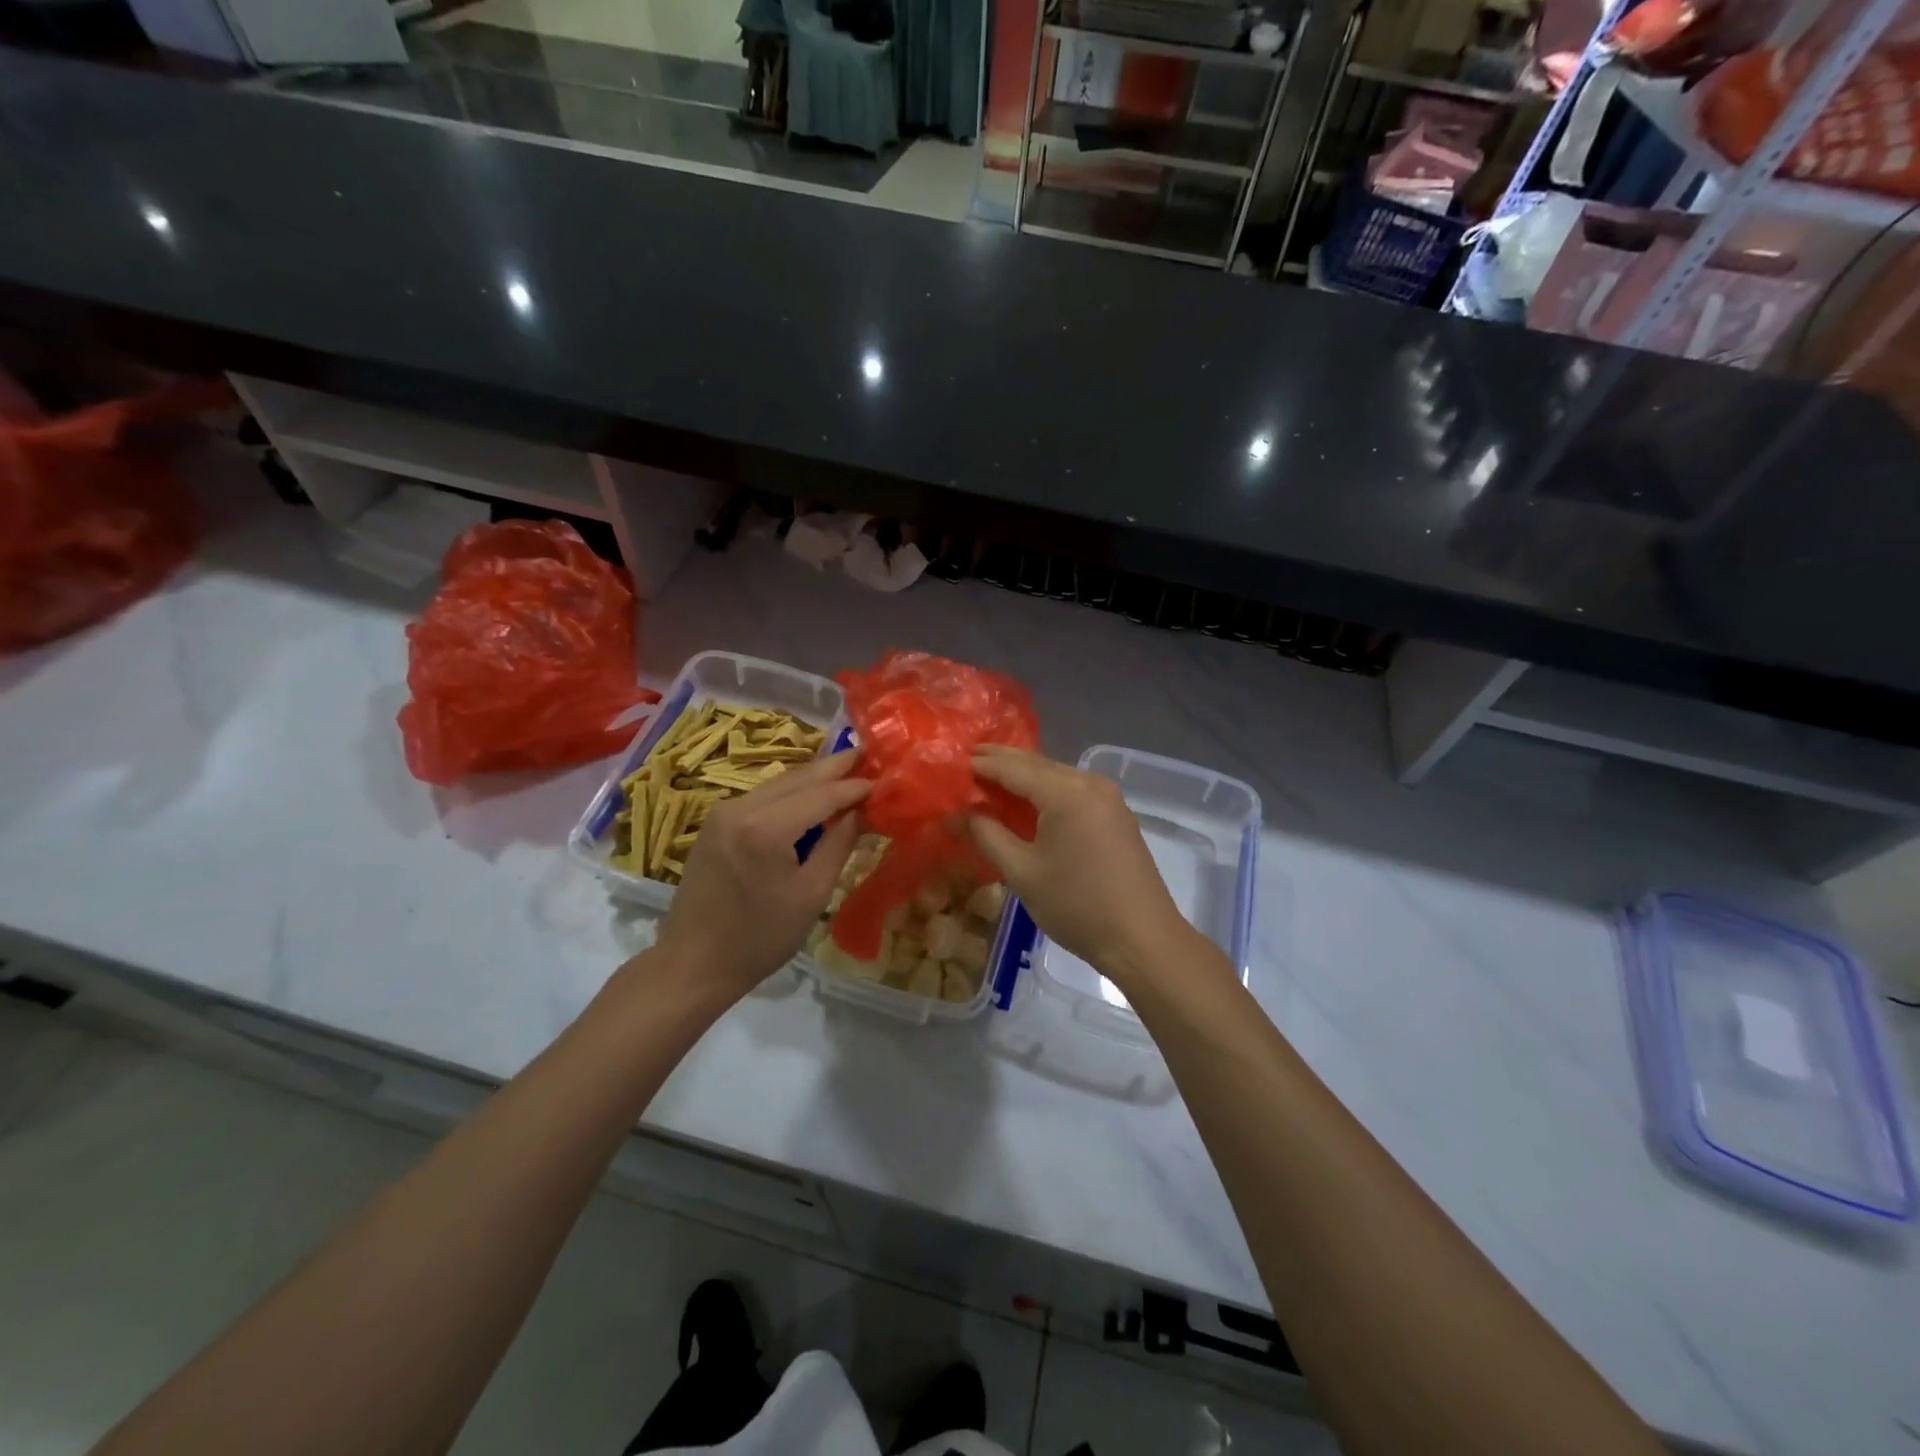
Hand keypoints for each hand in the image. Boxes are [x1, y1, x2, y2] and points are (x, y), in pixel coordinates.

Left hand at [651, 749, 869, 1005]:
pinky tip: (811, 796)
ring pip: (779, 783)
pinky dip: (791, 792)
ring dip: (813, 778)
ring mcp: (723, 811)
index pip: (822, 794)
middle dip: (835, 768)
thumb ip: (839, 845)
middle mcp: (741, 808)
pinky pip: (762, 796)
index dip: (854, 787)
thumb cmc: (760, 938)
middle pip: (798, 778)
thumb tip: (864, 812)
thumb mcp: (812, 894)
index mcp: (766, 828)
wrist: (694, 962)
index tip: (884, 779)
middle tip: (868, 756)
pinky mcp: (715, 822)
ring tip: (847, 772)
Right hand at [966, 746, 1199, 991]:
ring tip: (991, 778)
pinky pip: (1073, 789)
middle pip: (1037, 764)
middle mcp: (1089, 783)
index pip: (1013, 767)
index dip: (981, 764)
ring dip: (1024, 774)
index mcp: (1065, 792)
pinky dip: (1046, 789)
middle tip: (967, 762)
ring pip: (1056, 775)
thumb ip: (987, 835)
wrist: (1142, 939)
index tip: (953, 761)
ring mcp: (1108, 797)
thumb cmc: (1076, 906)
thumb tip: (957, 814)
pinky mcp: (1116, 814)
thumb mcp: (1022, 872)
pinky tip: (1028, 799)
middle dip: (1001, 762)